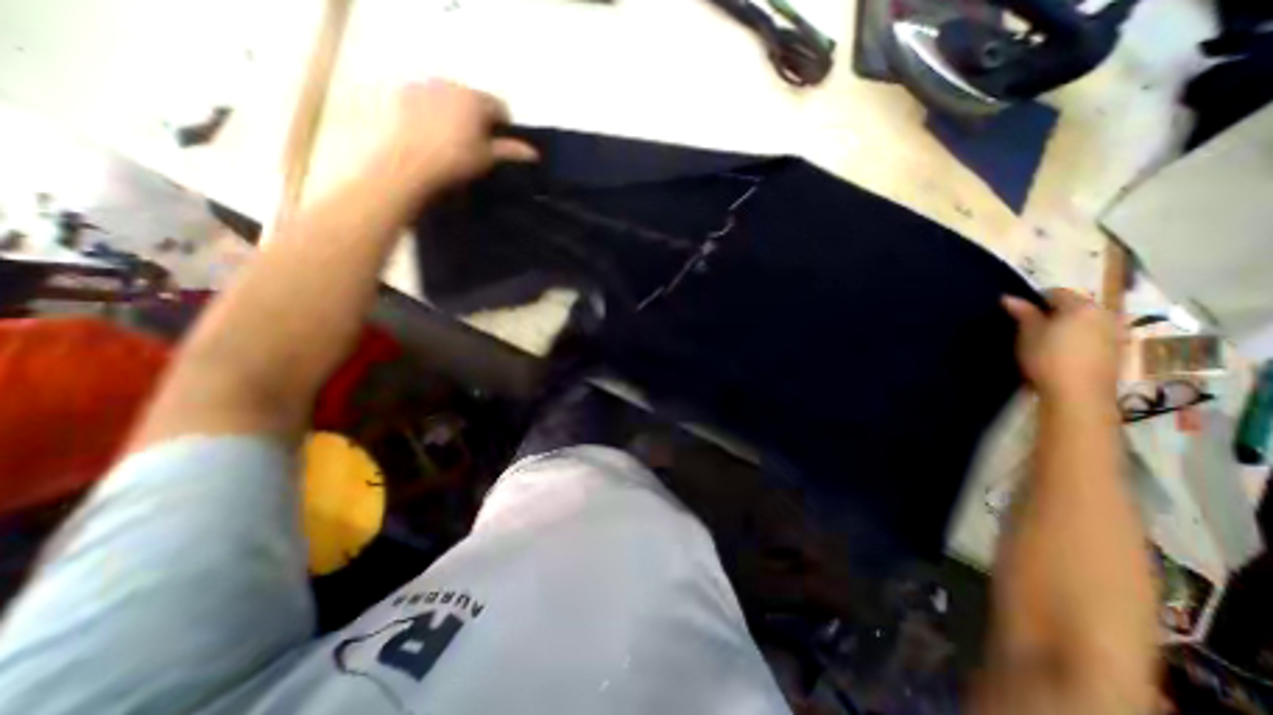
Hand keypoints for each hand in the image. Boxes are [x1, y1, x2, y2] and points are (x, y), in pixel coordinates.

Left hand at [373, 78, 537, 198]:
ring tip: (450, 140)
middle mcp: (452, 84)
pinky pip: (426, 99)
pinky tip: (428, 133)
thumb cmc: (455, 161)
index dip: (503, 127)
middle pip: (474, 100)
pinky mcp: (403, 92)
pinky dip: (432, 112)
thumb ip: (510, 151)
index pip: (500, 107)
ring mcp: (425, 85)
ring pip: (450, 98)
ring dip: (456, 113)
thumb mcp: (487, 158)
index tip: (499, 146)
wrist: (407, 163)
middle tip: (475, 145)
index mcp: (476, 100)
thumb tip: (534, 153)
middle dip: (478, 118)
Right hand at [1001, 289, 1116, 401]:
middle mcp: (1105, 314)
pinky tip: (1065, 350)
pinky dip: (1080, 336)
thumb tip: (1009, 298)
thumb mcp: (1028, 334)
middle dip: (1055, 312)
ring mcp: (1116, 332)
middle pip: (1076, 305)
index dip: (1036, 299)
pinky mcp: (1118, 349)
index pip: (1057, 292)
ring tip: (1049, 338)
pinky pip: (1096, 333)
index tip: (1020, 311)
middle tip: (1032, 325)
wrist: (1078, 393)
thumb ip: (1023, 313)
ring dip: (1069, 324)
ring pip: (1087, 320)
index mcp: (1082, 307)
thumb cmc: (1047, 358)